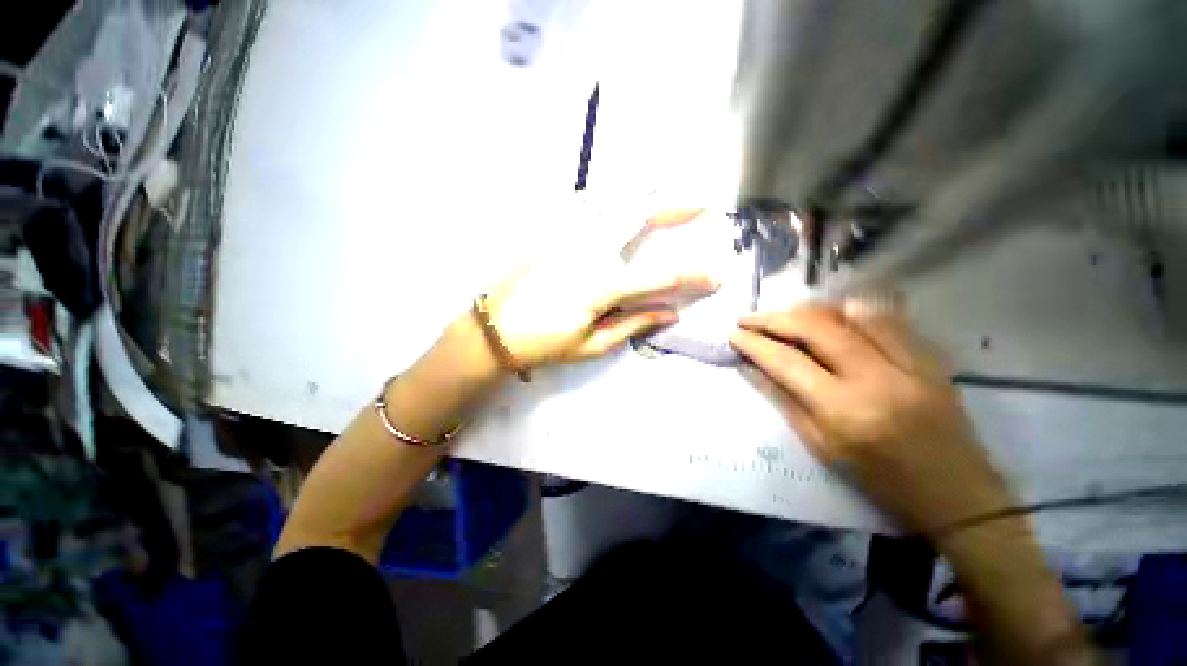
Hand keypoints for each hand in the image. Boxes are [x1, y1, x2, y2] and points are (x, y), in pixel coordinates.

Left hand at [485, 209, 718, 370]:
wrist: (493, 330)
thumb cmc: (544, 344)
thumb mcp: (592, 344)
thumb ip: (633, 324)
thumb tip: (670, 313)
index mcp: (600, 286)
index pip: (658, 277)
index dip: (691, 276)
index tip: (717, 276)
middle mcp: (587, 252)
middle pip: (635, 218)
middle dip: (671, 208)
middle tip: (698, 203)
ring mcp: (566, 237)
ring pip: (609, 202)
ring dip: (640, 192)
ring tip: (661, 184)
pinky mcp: (551, 234)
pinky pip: (582, 207)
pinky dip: (604, 197)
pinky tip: (614, 195)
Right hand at [729, 304, 1013, 534]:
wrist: (955, 494)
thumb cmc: (878, 480)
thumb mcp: (820, 445)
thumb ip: (782, 399)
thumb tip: (750, 366)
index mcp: (843, 410)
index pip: (787, 362)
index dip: (754, 343)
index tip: (733, 334)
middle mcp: (877, 378)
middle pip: (816, 328)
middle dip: (775, 318)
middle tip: (749, 318)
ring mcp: (909, 363)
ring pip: (850, 314)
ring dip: (809, 309)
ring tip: (783, 315)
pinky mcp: (930, 357)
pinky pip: (886, 318)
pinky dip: (851, 310)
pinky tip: (831, 312)